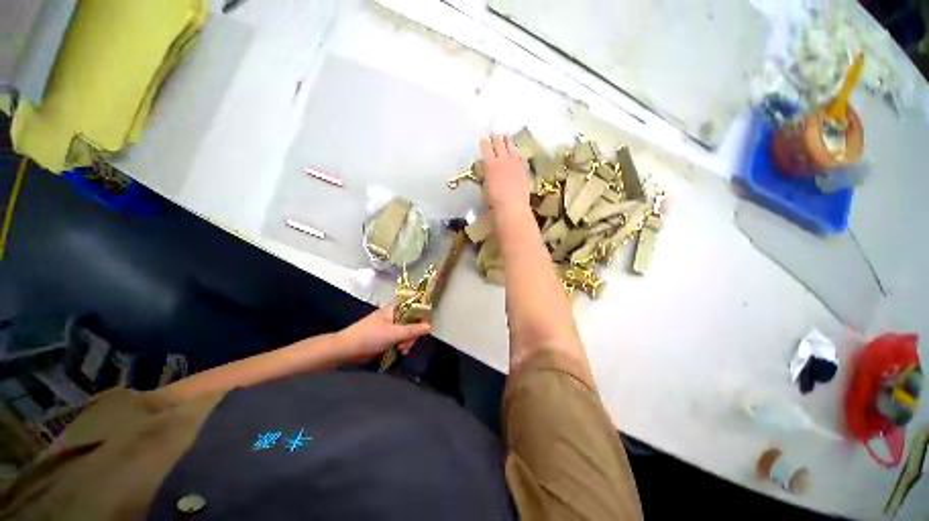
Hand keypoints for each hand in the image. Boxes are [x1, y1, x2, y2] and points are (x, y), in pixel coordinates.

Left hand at [336, 306, 431, 363]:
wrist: (345, 349)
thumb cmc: (369, 337)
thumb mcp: (394, 334)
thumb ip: (413, 330)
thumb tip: (430, 326)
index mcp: (394, 309)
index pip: (415, 309)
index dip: (421, 319)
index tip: (422, 332)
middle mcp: (392, 315)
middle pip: (411, 322)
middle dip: (412, 335)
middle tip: (407, 345)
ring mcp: (387, 326)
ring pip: (405, 332)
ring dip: (406, 341)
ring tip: (402, 350)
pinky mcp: (383, 336)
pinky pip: (397, 338)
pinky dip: (400, 344)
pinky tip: (399, 351)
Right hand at [480, 134, 530, 212]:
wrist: (512, 205)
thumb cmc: (494, 201)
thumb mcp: (485, 187)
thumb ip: (486, 177)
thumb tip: (486, 173)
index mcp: (490, 165)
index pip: (486, 148)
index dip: (484, 143)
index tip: (483, 139)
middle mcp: (502, 160)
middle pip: (499, 144)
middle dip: (496, 138)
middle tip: (494, 134)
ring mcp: (515, 163)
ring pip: (511, 147)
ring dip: (507, 141)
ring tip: (506, 136)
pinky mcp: (523, 168)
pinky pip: (521, 156)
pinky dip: (517, 151)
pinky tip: (517, 151)